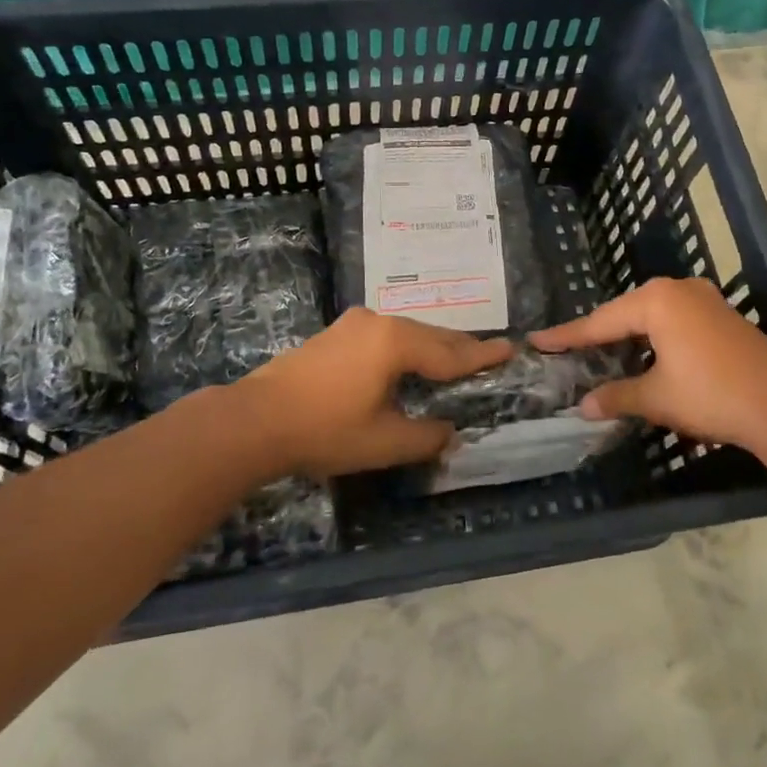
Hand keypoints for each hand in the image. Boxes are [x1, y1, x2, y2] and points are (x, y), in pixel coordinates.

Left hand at [237, 309, 511, 477]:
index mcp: (396, 343)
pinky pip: (385, 336)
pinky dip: (406, 347)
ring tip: (455, 357)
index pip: (450, 352)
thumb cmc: (325, 430)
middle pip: (430, 335)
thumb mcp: (384, 443)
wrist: (256, 421)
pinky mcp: (335, 334)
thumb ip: (425, 437)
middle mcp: (379, 323)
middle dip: (459, 347)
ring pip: (407, 333)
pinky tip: (409, 360)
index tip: (510, 349)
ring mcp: (353, 325)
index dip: (481, 356)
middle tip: (488, 353)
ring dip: (432, 346)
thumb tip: (449, 432)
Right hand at [533, 277, 766, 451]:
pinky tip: (647, 357)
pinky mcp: (723, 317)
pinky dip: (655, 339)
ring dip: (629, 338)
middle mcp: (679, 290)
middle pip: (626, 313)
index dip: (567, 336)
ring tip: (603, 356)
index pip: (599, 321)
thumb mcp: (656, 398)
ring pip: (652, 316)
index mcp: (656, 301)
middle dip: (599, 335)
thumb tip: (585, 406)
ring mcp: (705, 300)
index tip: (537, 341)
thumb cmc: (711, 395)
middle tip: (570, 351)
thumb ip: (617, 396)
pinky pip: (675, 321)